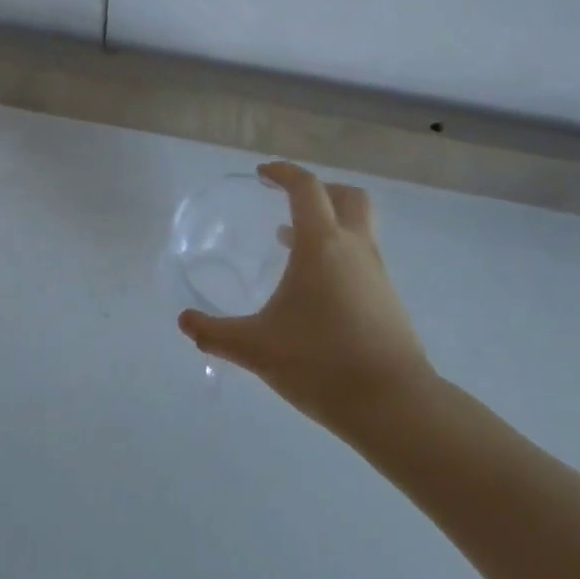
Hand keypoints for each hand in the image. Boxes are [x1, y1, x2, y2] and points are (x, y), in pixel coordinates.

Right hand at [178, 162, 433, 430]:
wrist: (394, 406)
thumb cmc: (321, 363)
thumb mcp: (256, 348)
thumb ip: (216, 334)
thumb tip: (184, 322)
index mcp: (321, 244)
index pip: (306, 187)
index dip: (283, 173)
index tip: (262, 174)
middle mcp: (354, 248)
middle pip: (348, 196)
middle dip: (320, 190)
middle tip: (290, 203)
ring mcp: (377, 273)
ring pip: (358, 228)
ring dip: (329, 225)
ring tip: (292, 248)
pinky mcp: (388, 300)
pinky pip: (362, 258)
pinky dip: (339, 255)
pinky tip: (316, 291)